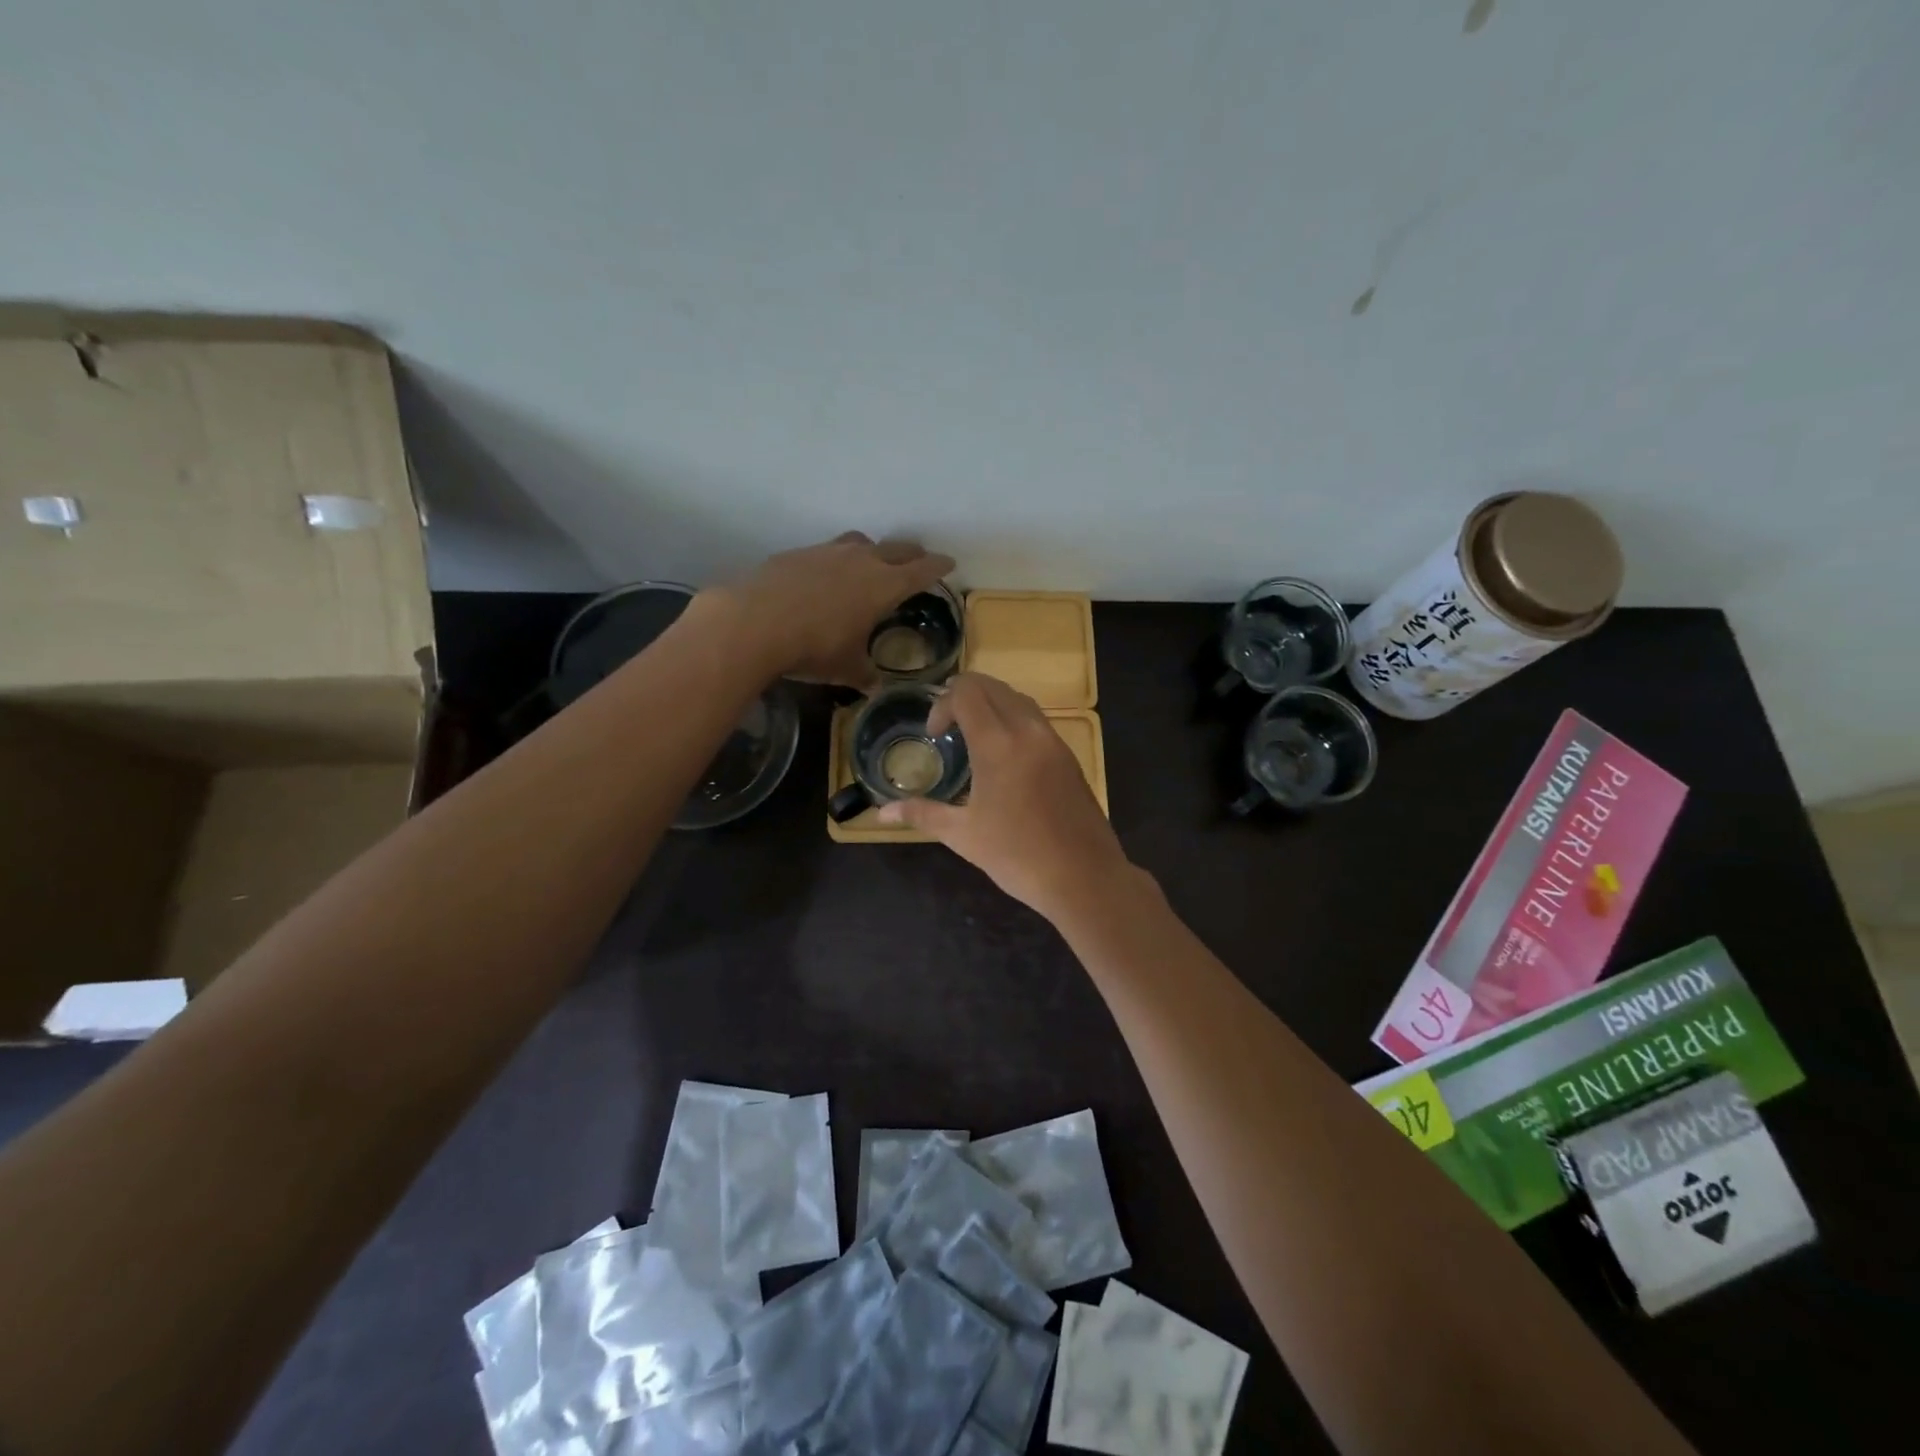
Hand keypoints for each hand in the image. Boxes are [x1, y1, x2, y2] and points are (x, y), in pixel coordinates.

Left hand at [709, 532, 955, 687]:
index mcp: (884, 586)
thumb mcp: (846, 669)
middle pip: (897, 549)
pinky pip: (829, 550)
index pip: (921, 571)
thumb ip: (866, 675)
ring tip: (872, 563)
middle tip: (919, 561)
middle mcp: (861, 560)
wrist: (753, 622)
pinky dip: (837, 559)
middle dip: (912, 554)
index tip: (949, 564)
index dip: (938, 567)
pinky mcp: (799, 553)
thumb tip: (876, 687)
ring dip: (873, 550)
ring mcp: (828, 551)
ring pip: (861, 542)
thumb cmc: (813, 648)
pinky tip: (826, 577)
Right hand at [876, 673, 1137, 922]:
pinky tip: (1004, 756)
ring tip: (972, 738)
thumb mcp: (962, 835)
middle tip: (947, 728)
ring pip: (1018, 699)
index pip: (967, 692)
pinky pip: (1036, 720)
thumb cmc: (1017, 856)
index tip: (934, 735)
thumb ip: (921, 813)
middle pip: (992, 686)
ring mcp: (1053, 741)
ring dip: (991, 705)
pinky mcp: (1069, 756)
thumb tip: (881, 812)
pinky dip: (1013, 720)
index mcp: (998, 744)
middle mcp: (1028, 731)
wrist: (1083, 877)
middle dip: (964, 696)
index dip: (942, 704)